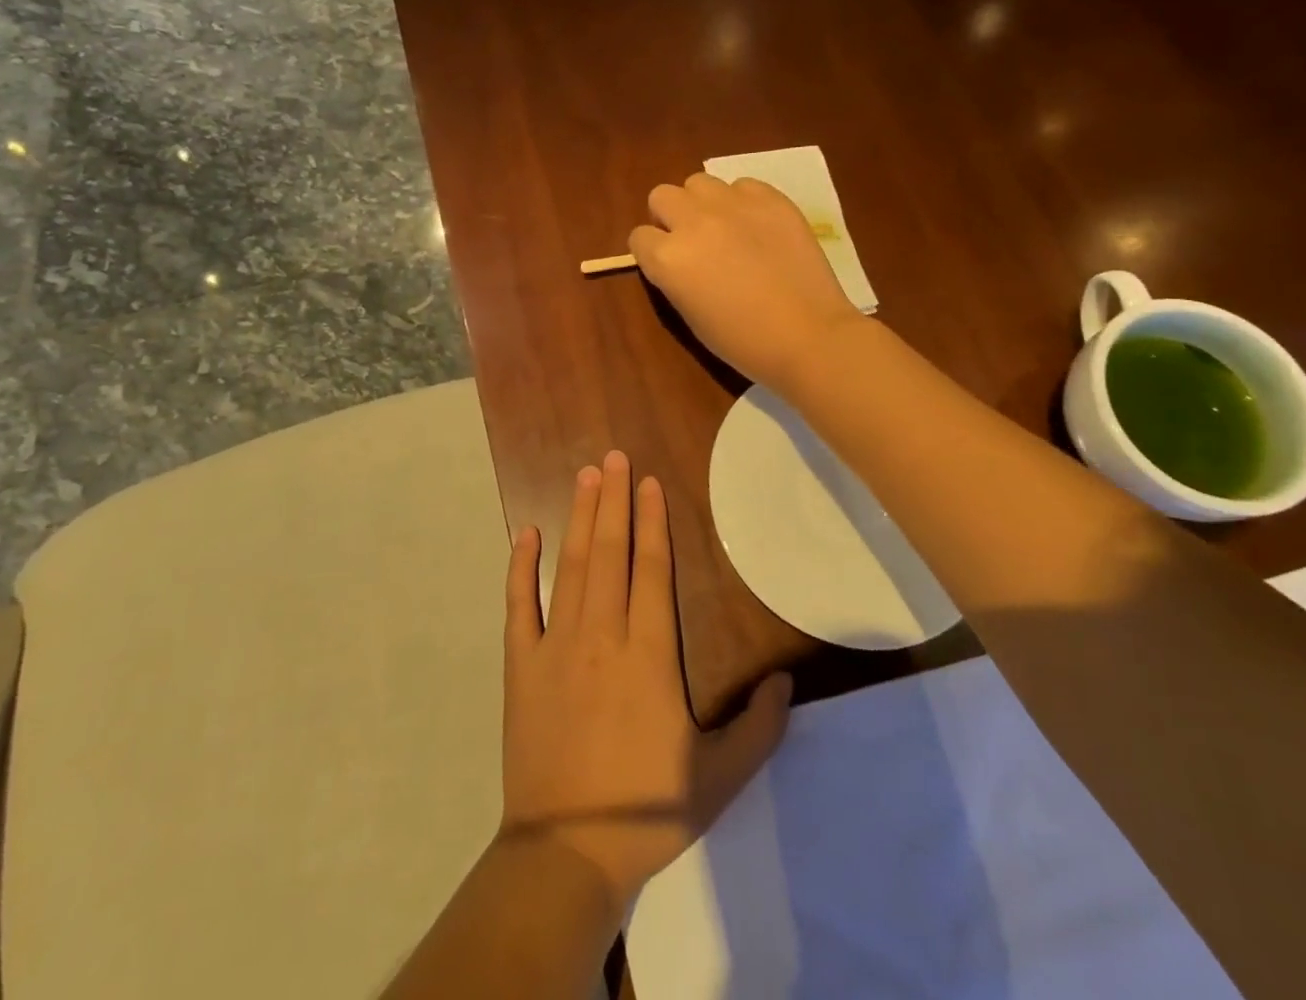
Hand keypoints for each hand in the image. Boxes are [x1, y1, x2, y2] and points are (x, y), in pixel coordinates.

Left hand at [501, 452, 792, 910]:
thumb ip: (759, 726)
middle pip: (610, 551)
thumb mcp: (721, 777)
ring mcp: (556, 644)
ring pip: (571, 566)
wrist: (567, 850)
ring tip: (585, 476)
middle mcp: (603, 633)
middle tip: (613, 457)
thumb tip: (787, 679)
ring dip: (578, 517)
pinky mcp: (521, 664)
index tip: (648, 483)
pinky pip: (519, 604)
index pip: (652, 569)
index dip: (652, 521)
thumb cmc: (647, 810)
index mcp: (650, 653)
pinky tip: (525, 533)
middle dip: (614, 500)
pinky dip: (520, 567)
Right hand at [629, 173, 861, 388]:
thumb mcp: (690, 316)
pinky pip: (743, 185)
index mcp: (668, 258)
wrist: (809, 336)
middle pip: (662, 196)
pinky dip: (743, 202)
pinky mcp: (770, 199)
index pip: (639, 237)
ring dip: (703, 203)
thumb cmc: (743, 342)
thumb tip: (676, 259)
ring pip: (699, 182)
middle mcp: (693, 222)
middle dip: (670, 216)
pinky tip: (758, 227)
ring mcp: (733, 205)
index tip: (668, 265)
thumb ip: (674, 277)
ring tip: (725, 227)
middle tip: (692, 240)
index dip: (651, 251)